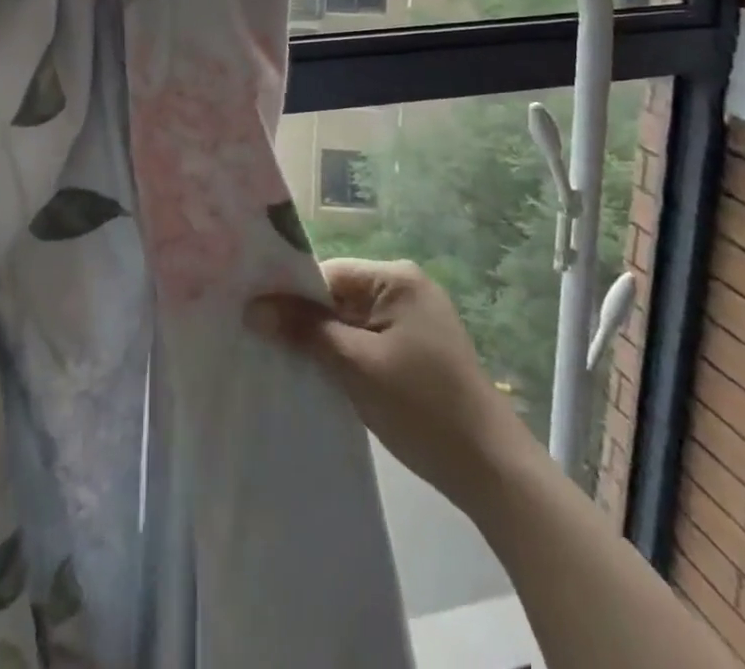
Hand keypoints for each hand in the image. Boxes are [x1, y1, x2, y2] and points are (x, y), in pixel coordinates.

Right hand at [248, 258, 532, 506]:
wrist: (492, 470)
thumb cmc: (422, 407)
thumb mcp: (357, 366)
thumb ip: (305, 331)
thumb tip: (252, 308)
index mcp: (396, 278)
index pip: (327, 273)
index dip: (290, 294)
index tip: (254, 315)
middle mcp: (405, 288)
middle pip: (337, 295)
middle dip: (304, 319)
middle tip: (259, 338)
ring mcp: (412, 320)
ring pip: (349, 321)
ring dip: (321, 341)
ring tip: (280, 358)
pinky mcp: (414, 350)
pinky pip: (365, 340)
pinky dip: (342, 355)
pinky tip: (317, 374)